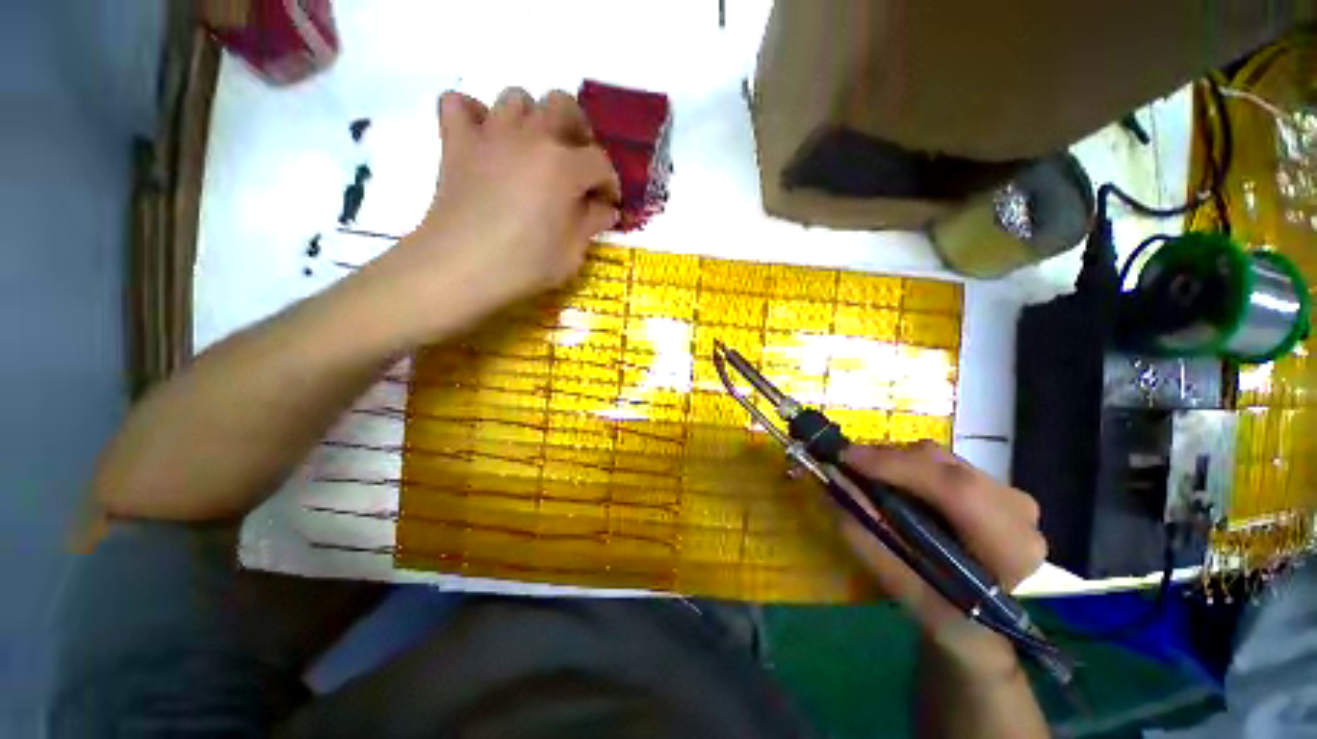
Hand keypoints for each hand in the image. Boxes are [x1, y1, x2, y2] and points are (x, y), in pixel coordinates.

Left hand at [374, 88, 620, 337]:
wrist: (461, 267)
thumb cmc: (525, 265)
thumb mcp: (573, 253)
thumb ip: (592, 223)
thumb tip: (606, 209)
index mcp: (564, 166)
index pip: (600, 162)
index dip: (610, 183)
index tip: (608, 204)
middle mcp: (531, 136)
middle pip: (562, 105)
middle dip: (578, 130)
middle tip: (577, 162)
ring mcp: (490, 134)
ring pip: (516, 98)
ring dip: (532, 119)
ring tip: (534, 150)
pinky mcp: (456, 142)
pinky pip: (459, 104)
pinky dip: (474, 114)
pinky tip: (485, 140)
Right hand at [838, 442, 1046, 670]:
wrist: (983, 624)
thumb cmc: (945, 616)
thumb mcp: (902, 587)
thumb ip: (866, 535)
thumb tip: (832, 482)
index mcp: (1010, 547)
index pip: (956, 490)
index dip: (897, 467)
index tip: (845, 459)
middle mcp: (1017, 511)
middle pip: (944, 466)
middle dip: (887, 460)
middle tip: (845, 465)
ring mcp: (1007, 493)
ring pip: (940, 458)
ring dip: (894, 461)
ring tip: (862, 473)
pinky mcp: (992, 484)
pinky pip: (940, 461)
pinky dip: (906, 464)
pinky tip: (888, 480)